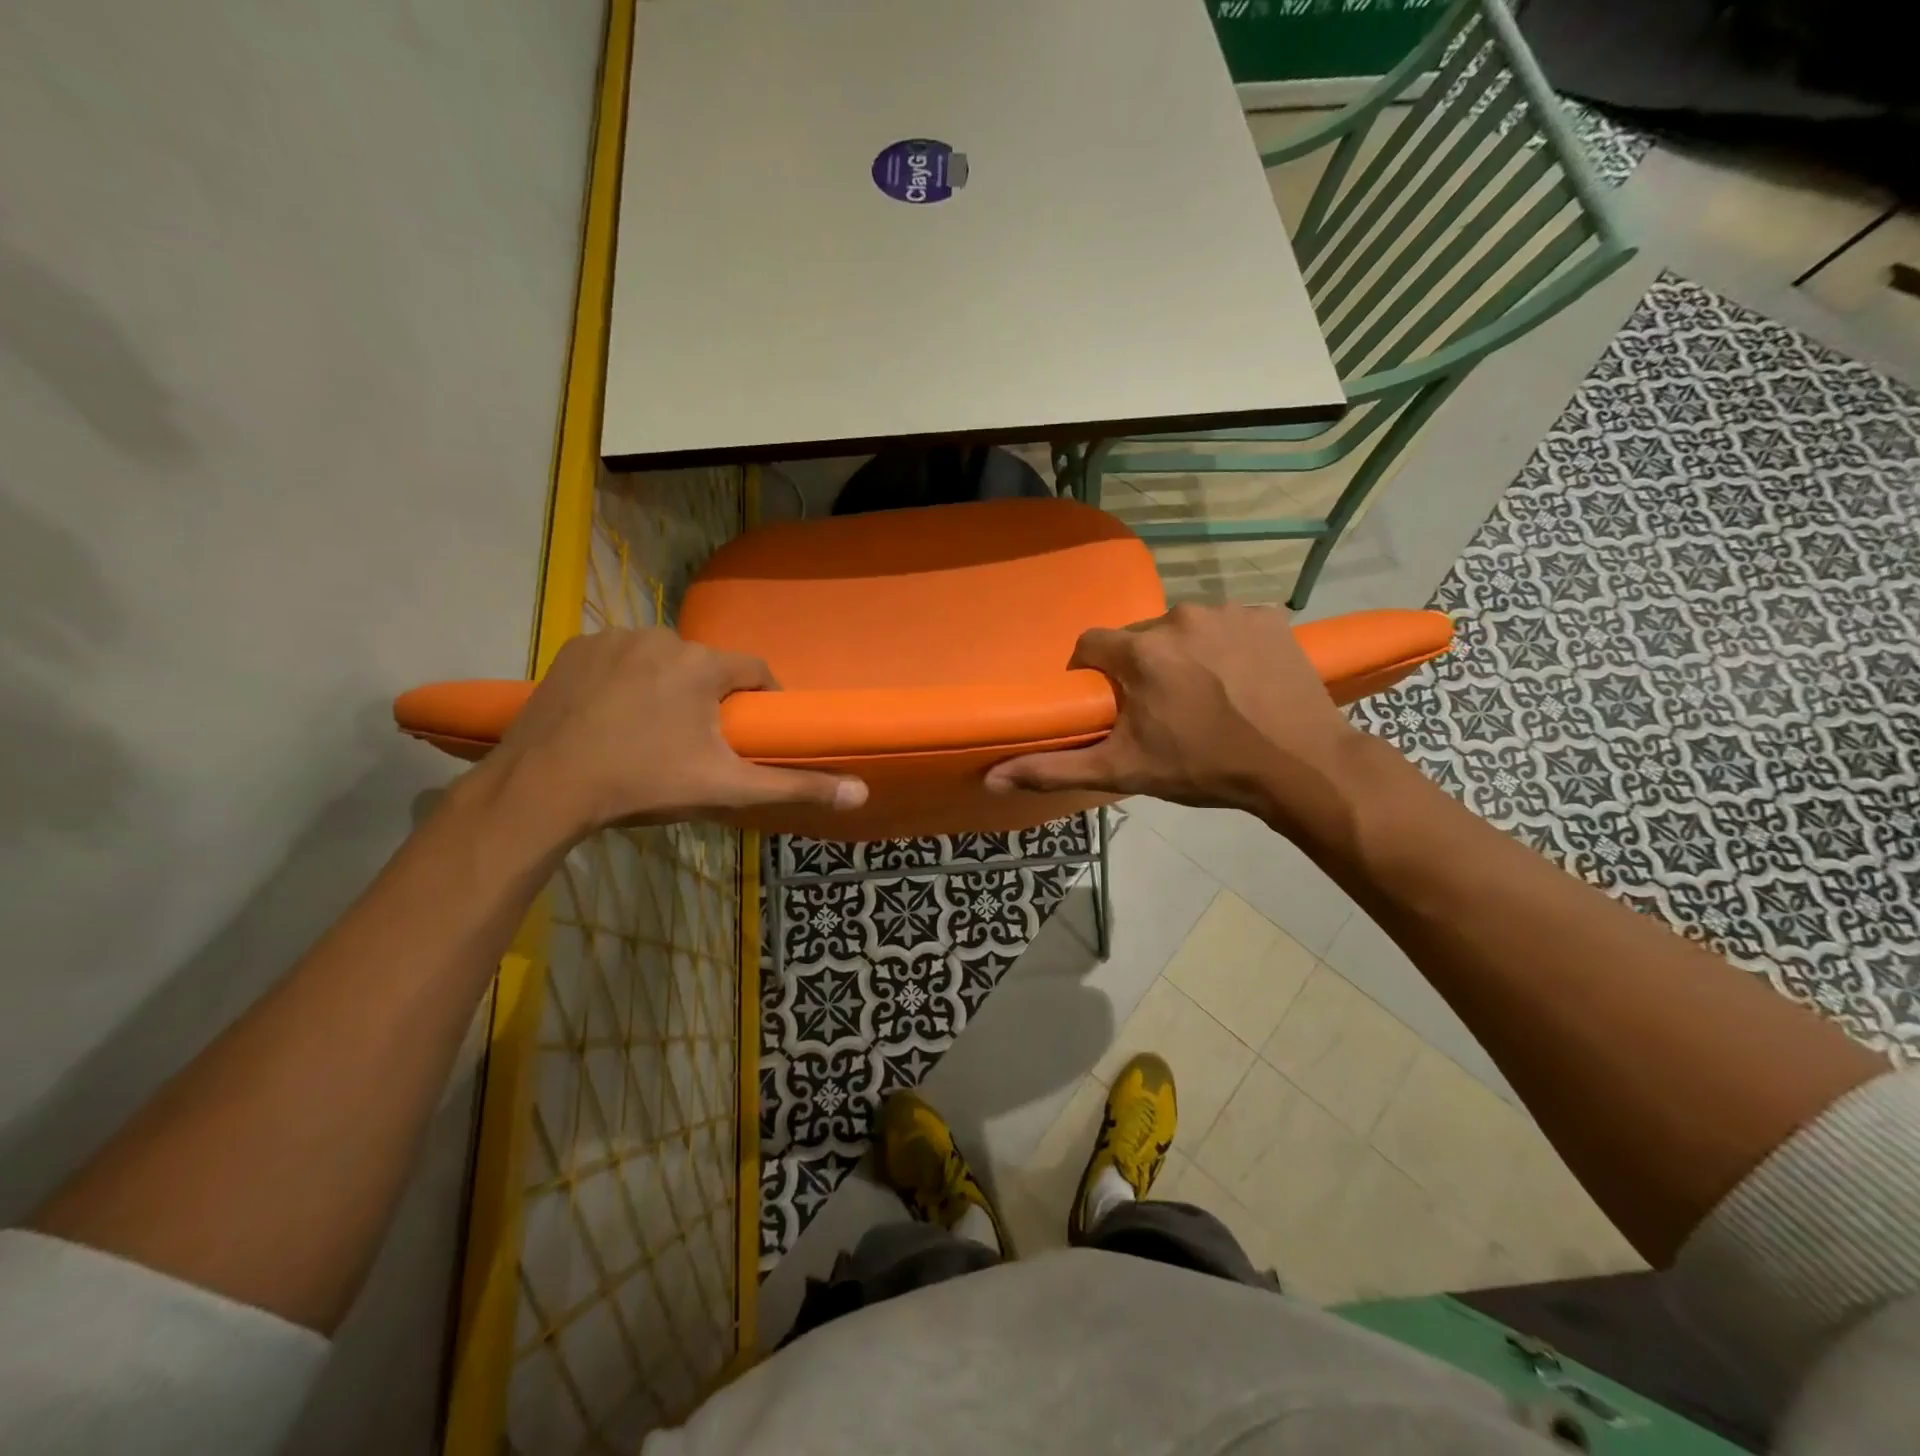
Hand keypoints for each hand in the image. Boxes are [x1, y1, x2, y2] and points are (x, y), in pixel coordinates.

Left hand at [478, 628, 865, 841]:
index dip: (760, 700)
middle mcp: (662, 636)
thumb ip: (794, 786)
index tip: (750, 731)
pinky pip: (619, 658)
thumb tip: (862, 793)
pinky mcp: (575, 648)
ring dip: (666, 686)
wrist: (544, 788)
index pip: (754, 670)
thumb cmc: (644, 784)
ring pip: (661, 660)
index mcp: (703, 665)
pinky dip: (624, 680)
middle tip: (695, 743)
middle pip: (705, 667)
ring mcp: (613, 638)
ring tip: (650, 731)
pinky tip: (611, 715)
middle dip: (708, 698)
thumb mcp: (726, 789)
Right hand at [984, 604, 1365, 824]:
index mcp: (1139, 651)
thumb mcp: (1123, 771)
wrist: (1299, 766)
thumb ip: (1054, 769)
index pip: (1091, 646)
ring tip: (1204, 697)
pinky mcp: (1268, 616)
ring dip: (1183, 655)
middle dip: (1140, 668)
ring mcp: (1229, 612)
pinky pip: (1229, 625)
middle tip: (1160, 709)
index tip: (1109, 705)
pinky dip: (1226, 647)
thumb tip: (991, 778)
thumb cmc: (1204, 769)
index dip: (1093, 675)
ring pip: (1184, 629)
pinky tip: (1240, 681)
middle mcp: (1179, 617)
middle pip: (1139, 638)